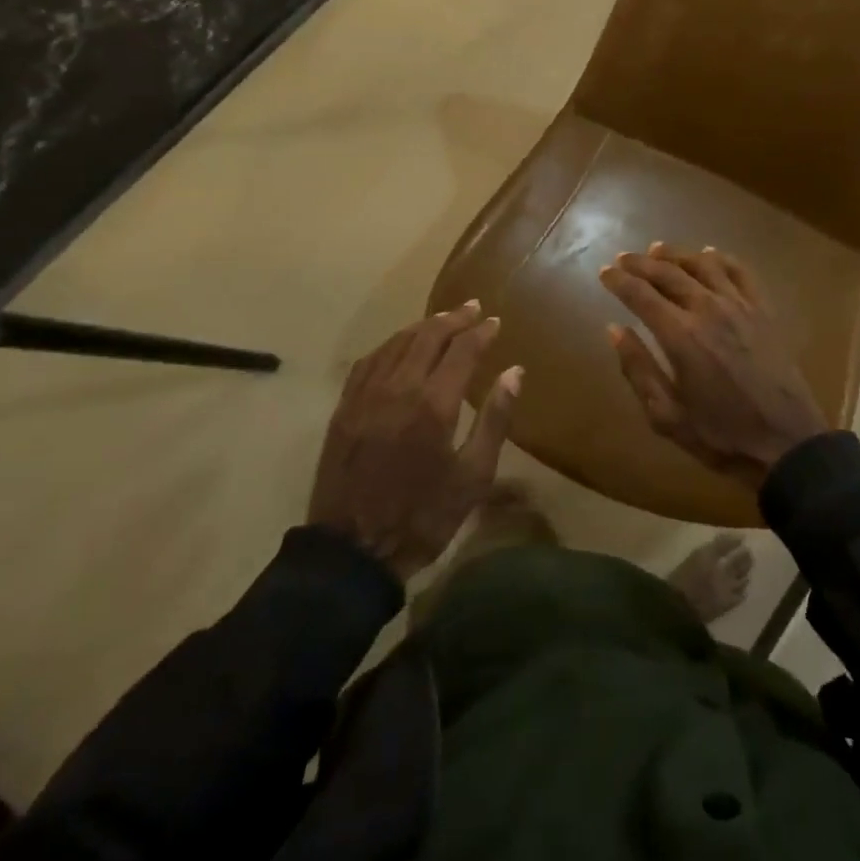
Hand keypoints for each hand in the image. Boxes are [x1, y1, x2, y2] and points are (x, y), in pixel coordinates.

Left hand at [308, 301, 521, 580]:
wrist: (352, 552)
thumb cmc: (423, 517)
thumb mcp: (473, 477)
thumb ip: (495, 419)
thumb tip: (515, 372)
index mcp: (434, 404)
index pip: (462, 349)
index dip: (481, 332)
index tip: (496, 322)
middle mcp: (398, 388)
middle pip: (428, 336)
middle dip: (454, 318)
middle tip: (473, 308)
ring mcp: (366, 395)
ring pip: (397, 342)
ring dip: (423, 326)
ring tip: (442, 319)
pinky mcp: (344, 408)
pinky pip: (369, 361)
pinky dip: (391, 344)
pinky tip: (400, 345)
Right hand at [599, 244, 828, 489]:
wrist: (787, 442)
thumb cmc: (721, 435)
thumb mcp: (667, 416)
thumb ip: (638, 369)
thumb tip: (615, 330)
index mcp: (680, 336)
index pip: (640, 294)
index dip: (618, 280)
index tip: (603, 272)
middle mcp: (708, 309)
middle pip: (668, 273)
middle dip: (641, 263)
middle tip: (623, 259)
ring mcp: (740, 305)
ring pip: (703, 264)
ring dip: (676, 255)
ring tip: (658, 251)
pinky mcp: (764, 309)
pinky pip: (740, 271)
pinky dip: (720, 258)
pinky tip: (709, 254)